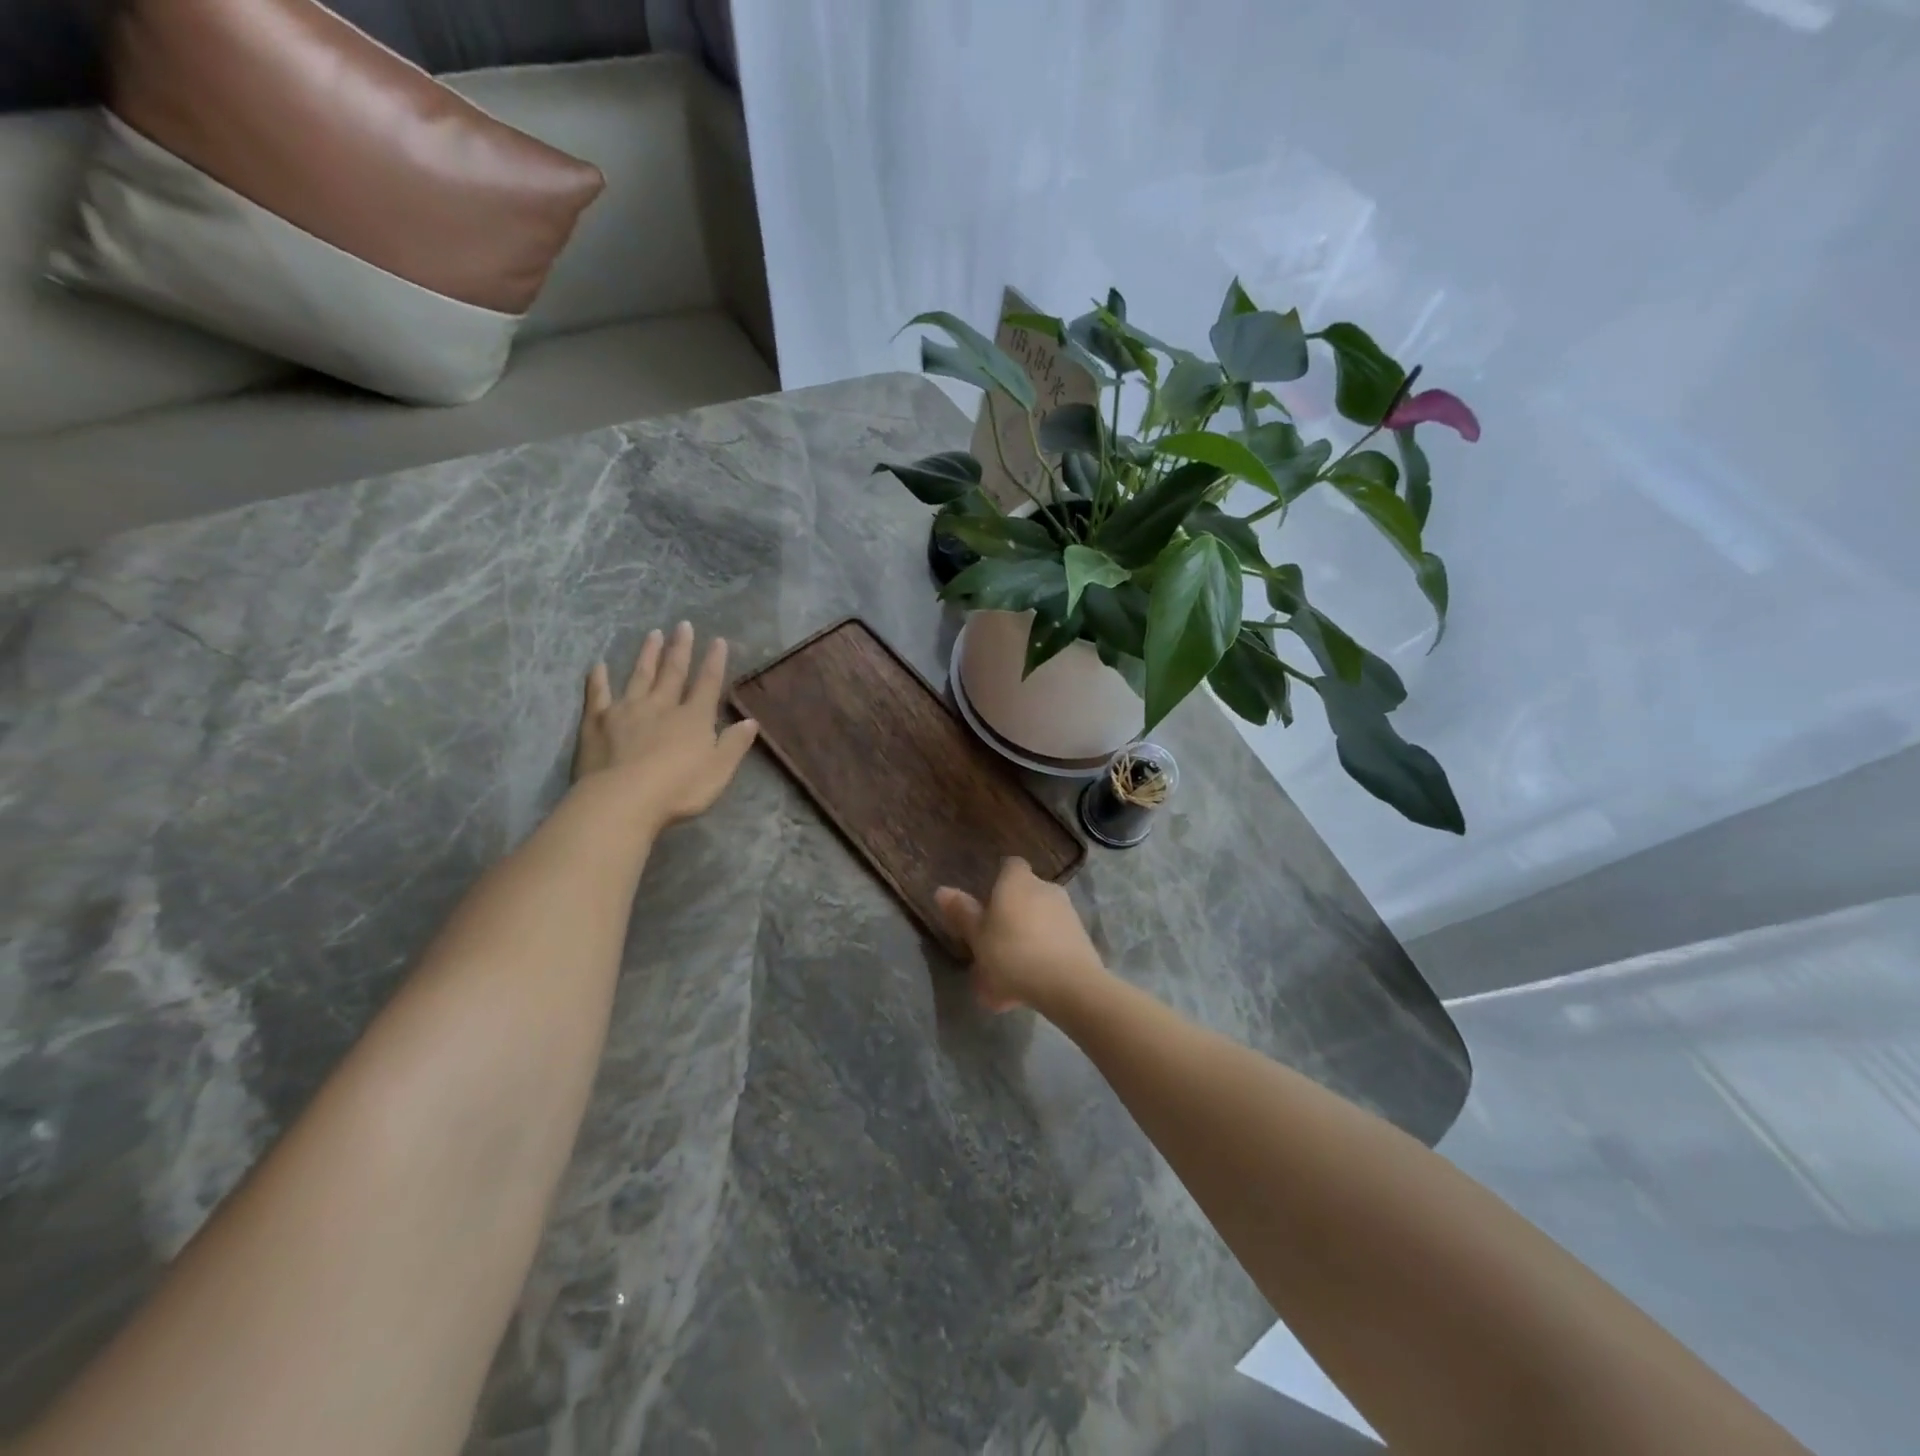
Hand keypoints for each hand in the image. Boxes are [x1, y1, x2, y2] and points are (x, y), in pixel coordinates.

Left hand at [572, 622, 759, 826]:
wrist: (622, 800)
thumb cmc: (678, 789)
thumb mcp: (719, 770)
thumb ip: (734, 744)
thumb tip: (750, 721)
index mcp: (693, 718)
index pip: (708, 684)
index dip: (714, 662)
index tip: (718, 640)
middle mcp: (661, 706)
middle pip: (673, 672)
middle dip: (680, 649)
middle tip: (683, 625)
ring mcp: (627, 711)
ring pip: (639, 676)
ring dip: (647, 655)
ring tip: (652, 634)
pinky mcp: (596, 723)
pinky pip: (597, 695)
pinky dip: (597, 680)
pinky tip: (598, 666)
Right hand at [935, 858, 1108, 1013]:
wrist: (1069, 985)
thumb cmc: (1012, 954)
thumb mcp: (977, 937)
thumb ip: (962, 913)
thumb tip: (942, 890)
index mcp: (1017, 881)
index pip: (1010, 865)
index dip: (998, 880)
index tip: (986, 903)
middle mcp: (1046, 888)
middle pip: (1025, 895)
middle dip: (1011, 915)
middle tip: (992, 944)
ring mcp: (1067, 913)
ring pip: (1039, 922)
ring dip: (1025, 940)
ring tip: (1007, 975)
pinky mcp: (1082, 938)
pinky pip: (1054, 942)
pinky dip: (1042, 957)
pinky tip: (1028, 987)